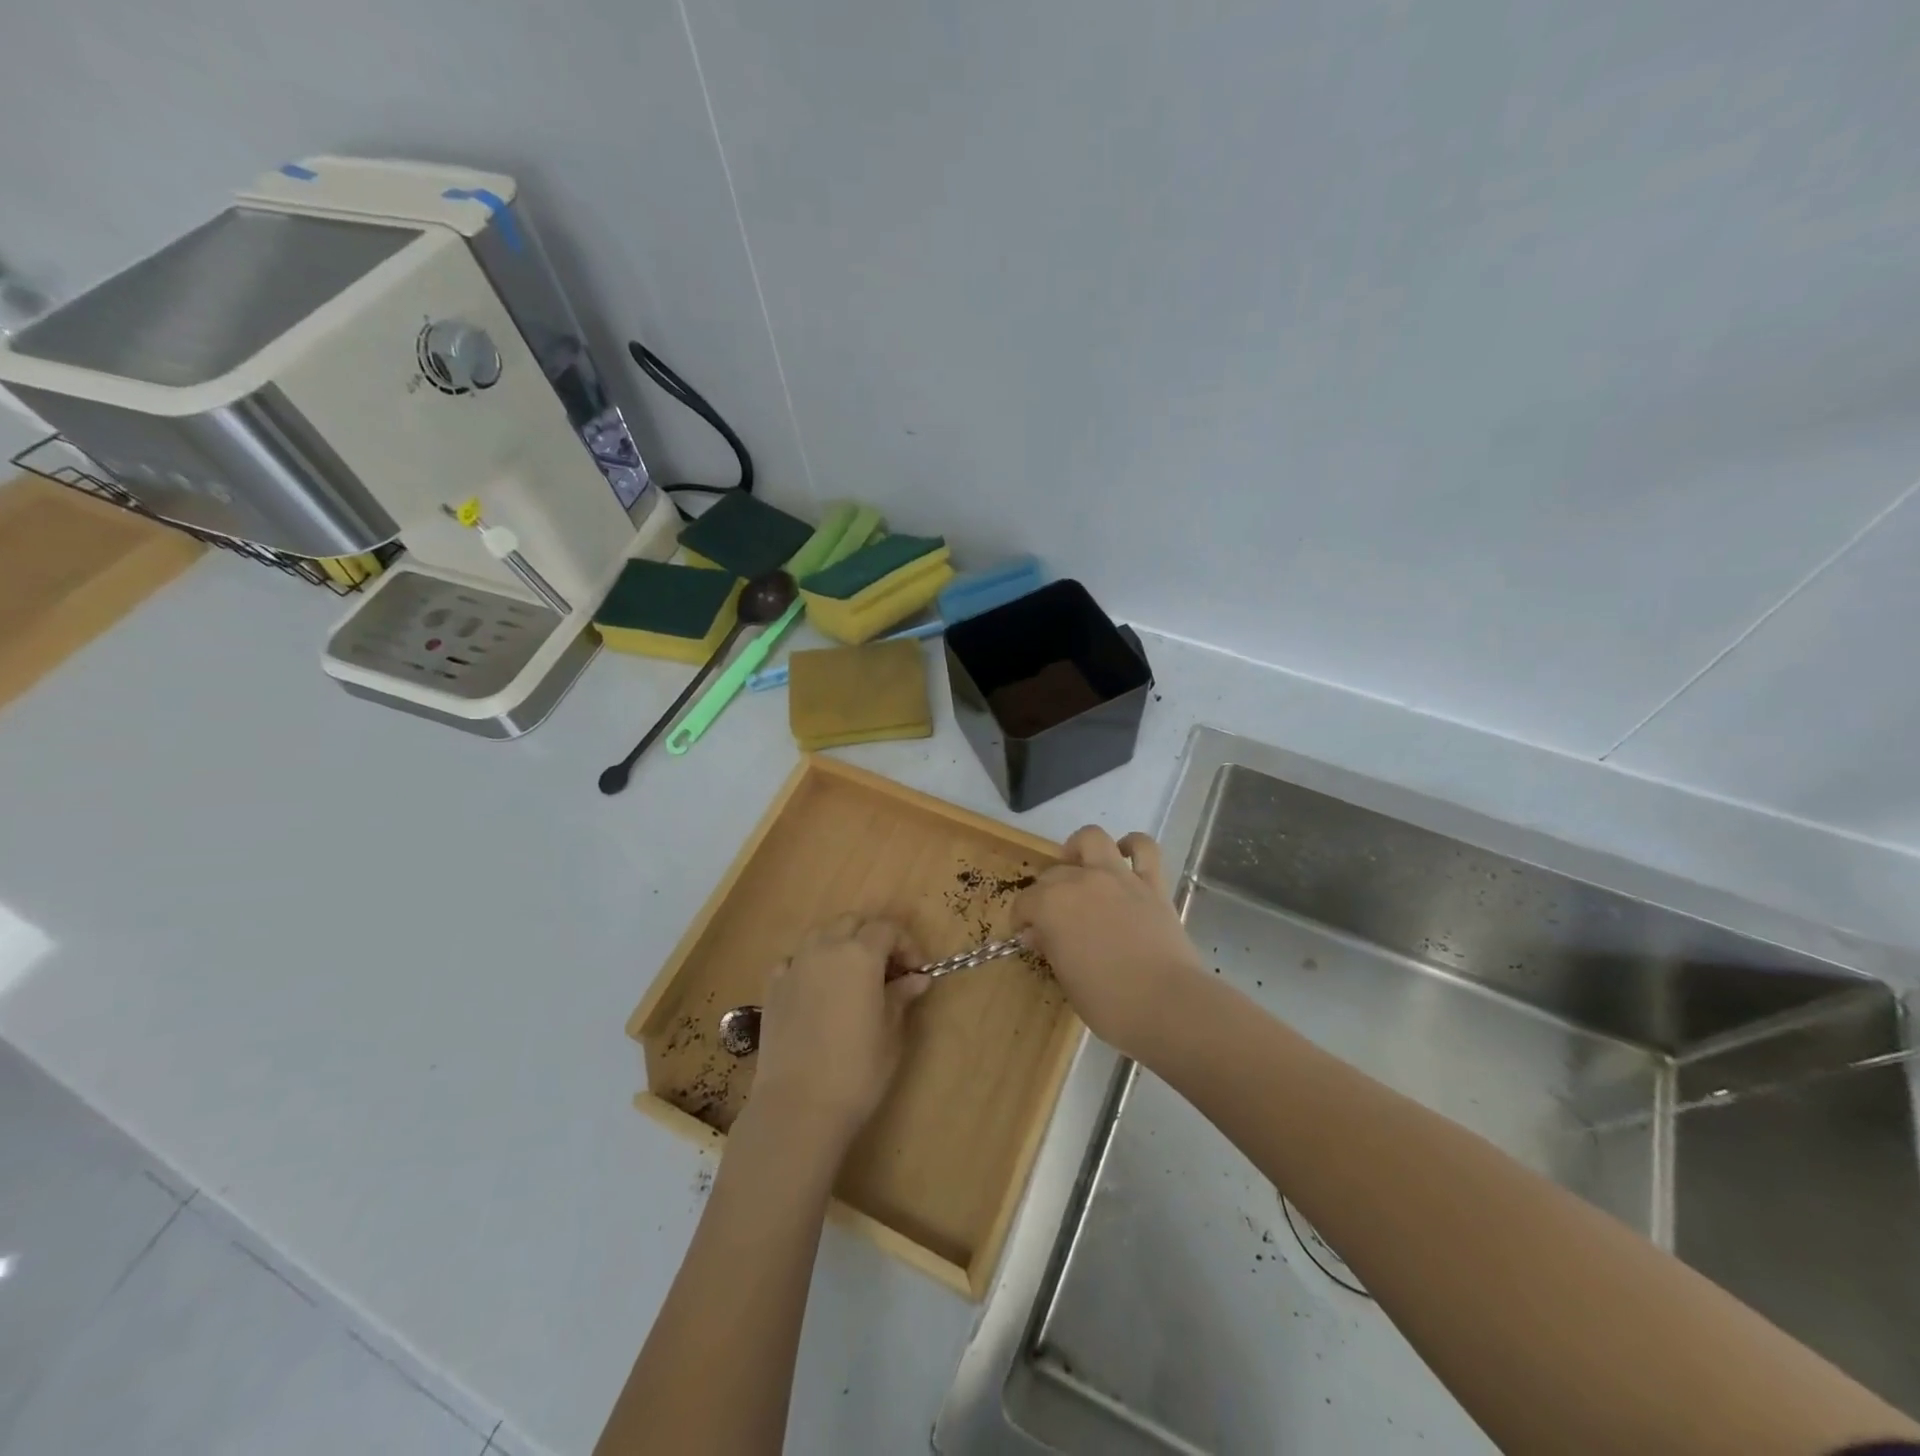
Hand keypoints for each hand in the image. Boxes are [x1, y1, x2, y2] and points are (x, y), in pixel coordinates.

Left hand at [748, 916, 930, 1156]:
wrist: (798, 1106)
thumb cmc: (857, 1071)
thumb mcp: (890, 1034)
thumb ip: (901, 997)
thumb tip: (916, 978)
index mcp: (860, 955)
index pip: (887, 929)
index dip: (906, 945)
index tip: (915, 971)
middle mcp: (825, 949)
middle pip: (851, 923)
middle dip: (872, 937)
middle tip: (887, 970)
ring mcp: (794, 966)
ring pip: (820, 934)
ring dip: (839, 943)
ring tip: (851, 975)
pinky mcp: (772, 988)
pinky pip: (793, 960)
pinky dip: (808, 964)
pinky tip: (815, 988)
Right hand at [1013, 827, 1206, 1058]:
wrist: (1166, 1003)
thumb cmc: (1108, 1002)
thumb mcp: (1066, 979)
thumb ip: (1050, 948)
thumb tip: (1039, 933)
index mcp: (1051, 905)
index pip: (1025, 903)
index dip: (1022, 918)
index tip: (1028, 935)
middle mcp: (1080, 880)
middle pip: (1054, 873)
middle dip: (1047, 892)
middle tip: (1056, 916)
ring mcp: (1118, 877)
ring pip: (1092, 839)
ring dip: (1081, 848)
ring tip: (1080, 867)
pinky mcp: (1152, 882)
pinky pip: (1144, 848)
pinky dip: (1132, 846)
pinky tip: (1124, 856)